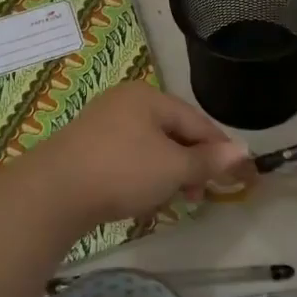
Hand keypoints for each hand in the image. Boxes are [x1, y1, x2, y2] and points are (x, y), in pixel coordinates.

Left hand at [24, 83, 250, 231]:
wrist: (52, 193)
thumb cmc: (122, 171)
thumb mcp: (173, 167)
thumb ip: (209, 160)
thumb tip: (244, 152)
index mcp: (149, 97)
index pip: (198, 122)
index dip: (221, 150)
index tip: (239, 176)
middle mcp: (126, 103)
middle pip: (175, 133)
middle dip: (193, 165)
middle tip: (200, 194)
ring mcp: (103, 125)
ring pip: (152, 148)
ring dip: (169, 173)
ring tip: (173, 199)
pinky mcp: (87, 149)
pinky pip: (129, 158)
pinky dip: (144, 176)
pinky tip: (144, 197)